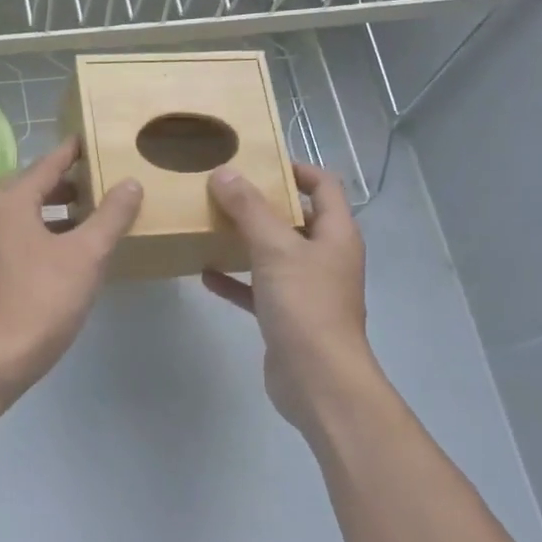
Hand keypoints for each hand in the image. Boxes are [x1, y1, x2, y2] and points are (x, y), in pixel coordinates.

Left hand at [0, 137, 142, 390]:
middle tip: (95, 184)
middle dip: (62, 183)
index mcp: (9, 202)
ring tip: (85, 219)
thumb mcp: (86, 255)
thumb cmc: (43, 299)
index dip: (72, 152)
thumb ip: (110, 216)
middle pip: (29, 187)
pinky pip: (13, 238)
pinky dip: (38, 233)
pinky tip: (63, 253)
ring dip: (51, 210)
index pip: (47, 164)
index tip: (91, 140)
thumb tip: (130, 183)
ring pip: (20, 215)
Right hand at [202, 162, 381, 438]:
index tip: (258, 162)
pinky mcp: (287, 316)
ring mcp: (307, 288)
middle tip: (224, 190)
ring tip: (211, 223)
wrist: (317, 379)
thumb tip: (225, 173)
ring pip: (275, 254)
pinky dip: (236, 279)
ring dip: (247, 240)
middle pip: (296, 219)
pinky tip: (206, 273)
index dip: (296, 169)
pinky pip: (259, 288)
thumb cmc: (305, 305)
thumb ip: (249, 209)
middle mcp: (325, 257)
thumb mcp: (275, 249)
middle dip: (262, 204)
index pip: (324, 186)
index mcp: (336, 234)